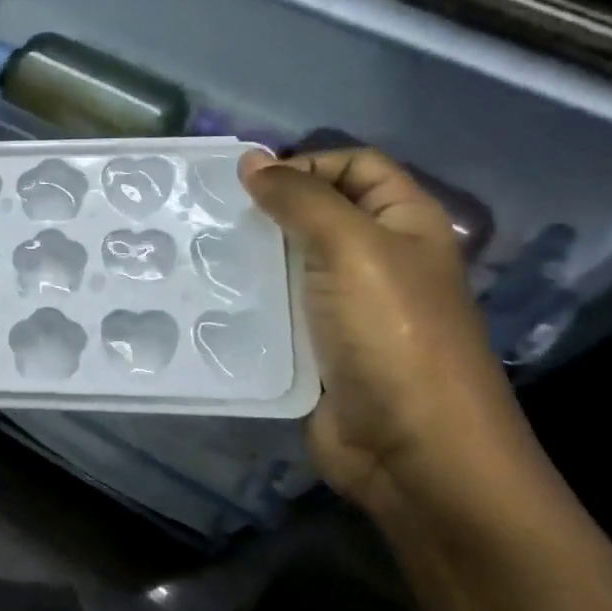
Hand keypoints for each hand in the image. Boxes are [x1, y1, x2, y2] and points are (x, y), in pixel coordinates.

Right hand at [239, 146, 535, 516]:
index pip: (358, 167)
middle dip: (271, 211)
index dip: (309, 162)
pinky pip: (279, 311)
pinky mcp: (318, 348)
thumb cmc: (393, 334)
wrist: (412, 449)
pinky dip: (250, 303)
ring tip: (199, 255)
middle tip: (211, 217)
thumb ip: (302, 199)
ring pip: (293, 265)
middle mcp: (379, 260)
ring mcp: (348, 308)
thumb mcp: (352, 248)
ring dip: (253, 258)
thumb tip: (252, 160)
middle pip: (321, 215)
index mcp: (406, 224)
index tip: (250, 182)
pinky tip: (211, 301)